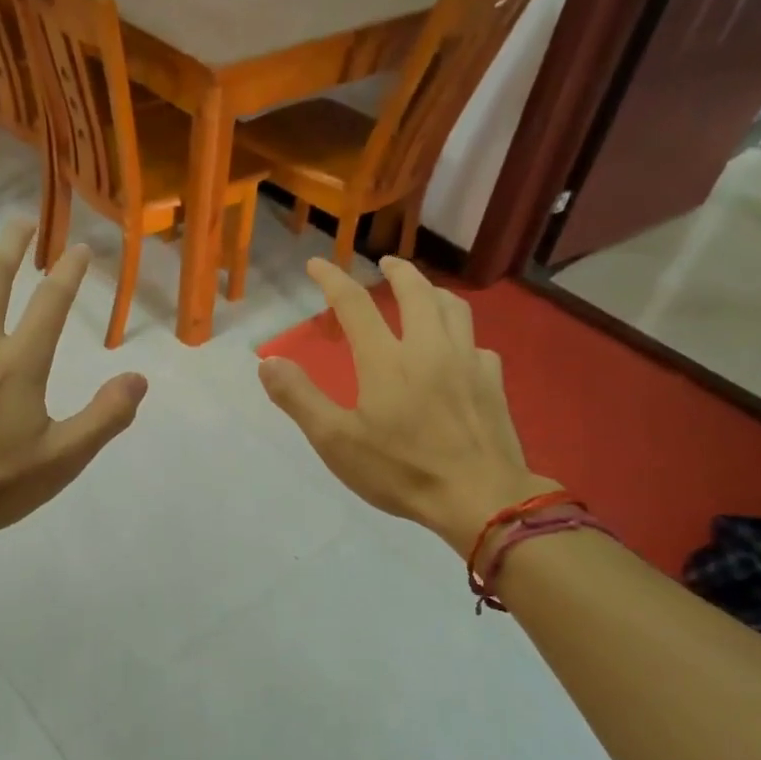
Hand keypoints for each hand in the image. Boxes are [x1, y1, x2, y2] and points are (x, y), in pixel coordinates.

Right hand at [259, 257, 556, 557]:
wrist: (480, 497)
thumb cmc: (401, 470)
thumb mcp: (336, 441)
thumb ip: (299, 398)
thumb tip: (267, 362)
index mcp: (387, 359)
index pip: (355, 303)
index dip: (333, 278)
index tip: (318, 263)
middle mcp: (429, 347)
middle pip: (415, 291)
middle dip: (397, 270)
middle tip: (385, 262)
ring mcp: (467, 362)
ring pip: (454, 308)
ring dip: (433, 292)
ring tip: (423, 293)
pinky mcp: (492, 382)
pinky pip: (477, 344)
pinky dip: (461, 336)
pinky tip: (458, 352)